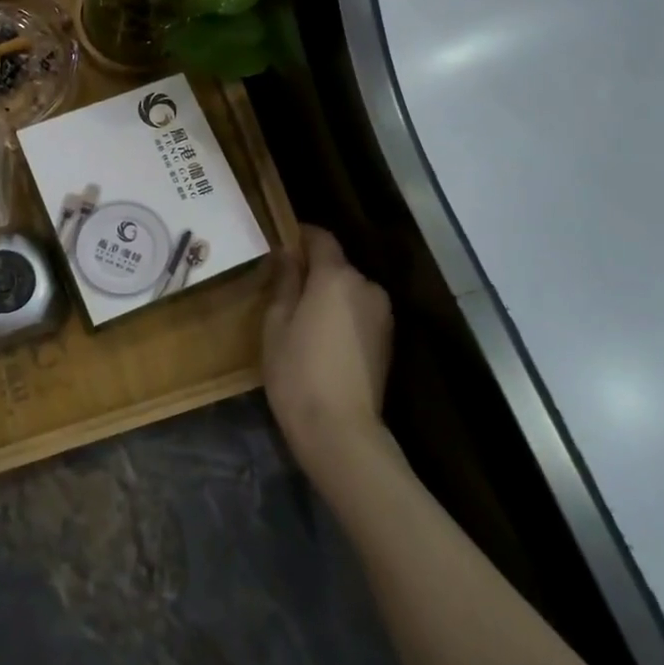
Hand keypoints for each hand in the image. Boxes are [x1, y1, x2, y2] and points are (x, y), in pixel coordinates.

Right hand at [262, 226, 393, 476]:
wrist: (340, 430)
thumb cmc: (297, 372)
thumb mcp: (276, 323)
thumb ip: (284, 282)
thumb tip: (287, 253)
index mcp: (336, 277)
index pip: (321, 238)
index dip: (300, 234)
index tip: (280, 240)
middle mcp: (366, 287)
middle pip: (337, 266)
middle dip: (312, 270)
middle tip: (283, 288)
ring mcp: (382, 314)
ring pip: (349, 290)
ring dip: (328, 295)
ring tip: (301, 318)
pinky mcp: (387, 340)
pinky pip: (359, 312)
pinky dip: (341, 315)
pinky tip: (321, 339)